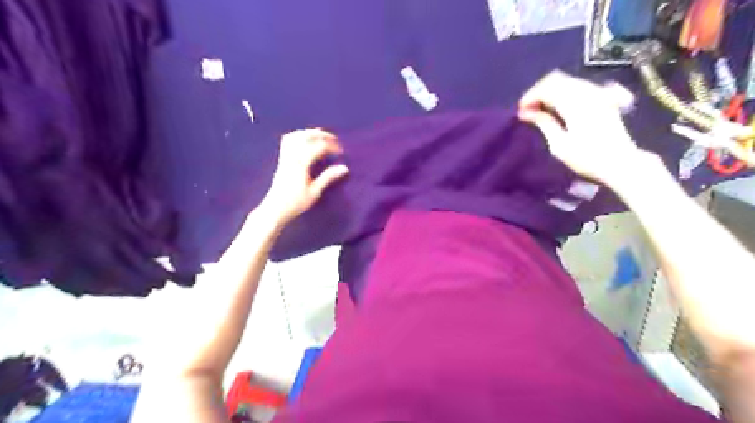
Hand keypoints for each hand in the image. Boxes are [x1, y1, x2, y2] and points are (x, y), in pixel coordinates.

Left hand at [262, 129, 349, 226]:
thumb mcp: (315, 192)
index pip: (318, 147)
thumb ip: (328, 177)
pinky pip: (288, 141)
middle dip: (321, 135)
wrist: (275, 209)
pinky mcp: (282, 160)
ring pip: (296, 136)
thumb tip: (344, 167)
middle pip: (306, 136)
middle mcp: (292, 157)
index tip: (341, 151)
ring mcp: (285, 157)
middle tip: (334, 139)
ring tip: (321, 136)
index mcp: (301, 164)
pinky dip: (298, 136)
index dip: (331, 146)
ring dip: (309, 133)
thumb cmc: (296, 203)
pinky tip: (306, 141)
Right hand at [524, 69, 644, 184]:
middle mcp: (587, 92)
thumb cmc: (587, 158)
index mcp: (575, 103)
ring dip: (551, 91)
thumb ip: (543, 123)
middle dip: (539, 92)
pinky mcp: (604, 98)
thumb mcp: (559, 145)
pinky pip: (579, 86)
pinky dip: (565, 92)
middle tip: (528, 110)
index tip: (520, 111)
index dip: (530, 96)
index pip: (547, 88)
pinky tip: (560, 106)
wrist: (621, 163)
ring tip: (540, 109)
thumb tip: (525, 112)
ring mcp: (598, 93)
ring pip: (568, 81)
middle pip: (557, 79)